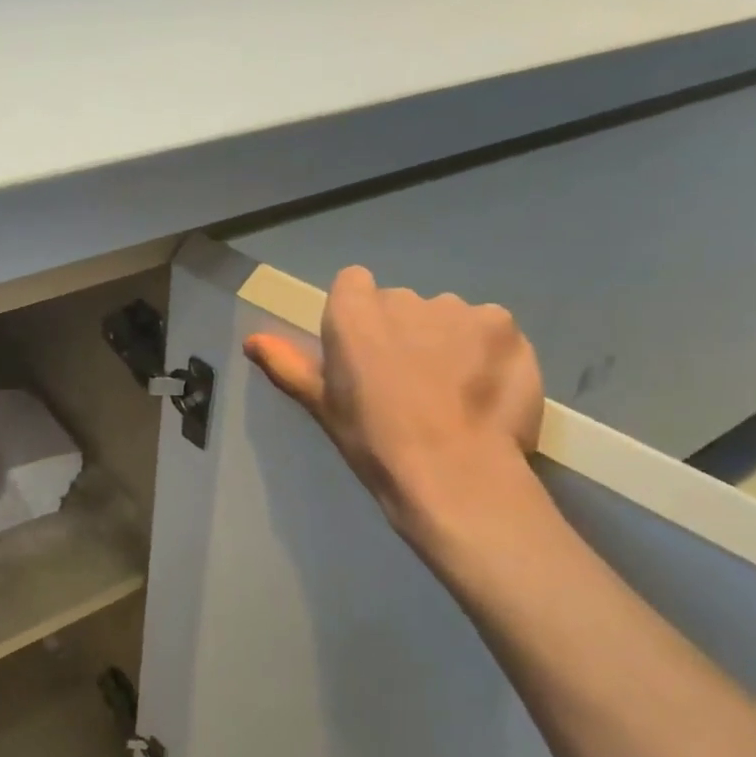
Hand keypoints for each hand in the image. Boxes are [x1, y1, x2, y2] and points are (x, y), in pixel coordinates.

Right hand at [244, 266, 544, 556]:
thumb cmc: (374, 442)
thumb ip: (288, 364)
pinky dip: (486, 351)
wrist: (453, 473)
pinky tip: (485, 390)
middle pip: (401, 302)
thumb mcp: (322, 407)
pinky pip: (489, 328)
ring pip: (447, 316)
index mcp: (354, 313)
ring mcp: (458, 309)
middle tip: (408, 383)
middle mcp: (405, 298)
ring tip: (452, 392)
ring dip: (447, 340)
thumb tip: (251, 340)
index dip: (359, 315)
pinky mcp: (504, 325)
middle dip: (404, 331)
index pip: (353, 284)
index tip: (364, 354)